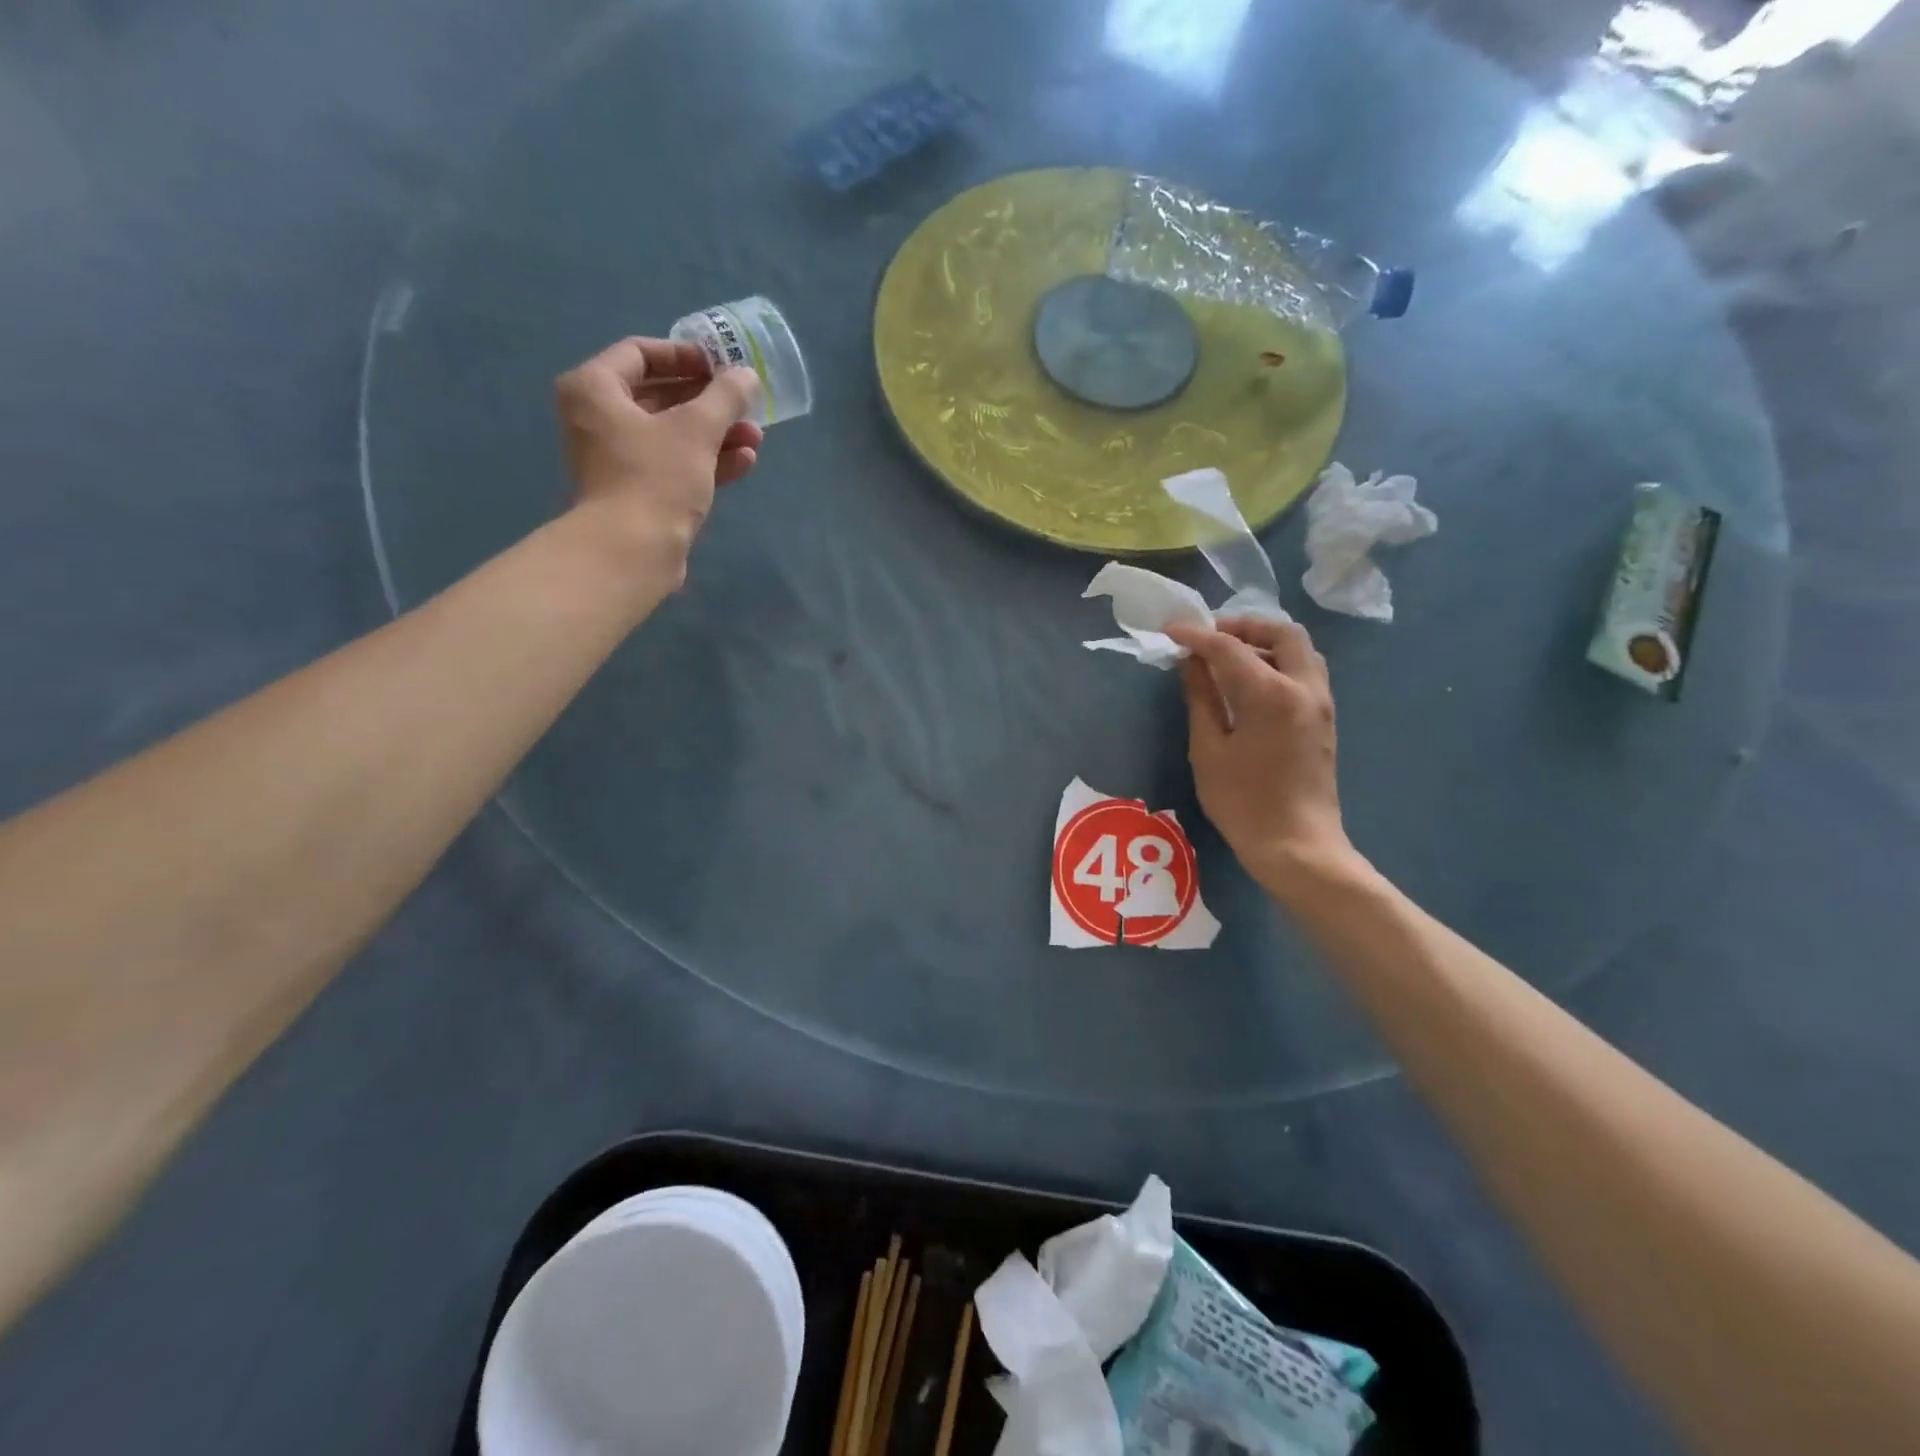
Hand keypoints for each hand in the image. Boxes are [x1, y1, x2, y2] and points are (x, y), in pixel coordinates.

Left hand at [554, 337, 764, 588]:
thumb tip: (746, 375)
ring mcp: (618, 460)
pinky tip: (744, 462)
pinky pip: (675, 466)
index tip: (721, 365)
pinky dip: (707, 461)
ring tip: (756, 437)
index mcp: (595, 389)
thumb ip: (725, 396)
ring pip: (673, 435)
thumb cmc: (656, 477)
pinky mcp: (638, 493)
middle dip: (709, 402)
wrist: (632, 551)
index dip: (685, 355)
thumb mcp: (697, 429)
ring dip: (716, 434)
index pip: (640, 353)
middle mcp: (599, 419)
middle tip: (745, 403)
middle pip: (661, 397)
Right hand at [1165, 617, 1360, 901]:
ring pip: (1300, 650)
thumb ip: (1201, 699)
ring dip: (1265, 643)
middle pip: (1282, 632)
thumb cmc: (1243, 802)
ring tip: (1228, 658)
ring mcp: (1321, 703)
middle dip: (1244, 626)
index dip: (1196, 635)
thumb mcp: (1208, 750)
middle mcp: (1304, 687)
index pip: (1229, 647)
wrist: (1297, 846)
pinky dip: (1278, 663)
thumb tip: (1192, 664)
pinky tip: (1250, 684)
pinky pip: (1305, 672)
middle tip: (1209, 638)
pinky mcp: (1325, 719)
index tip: (1170, 630)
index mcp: (1271, 694)